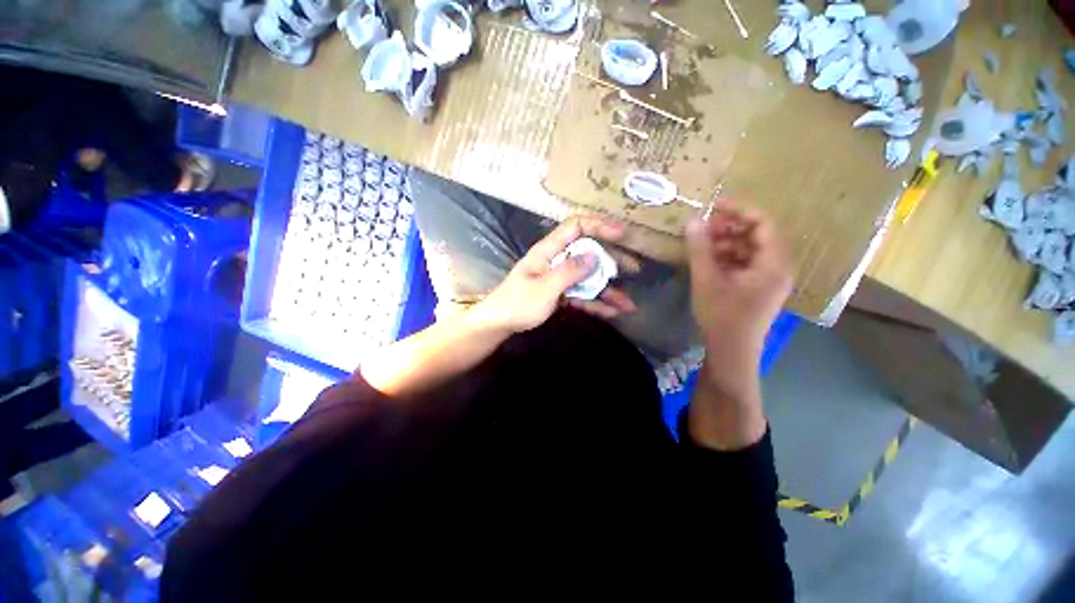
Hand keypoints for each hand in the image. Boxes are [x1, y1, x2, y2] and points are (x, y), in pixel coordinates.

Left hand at [475, 216, 638, 333]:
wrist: (497, 324)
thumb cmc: (516, 303)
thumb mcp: (543, 288)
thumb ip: (568, 272)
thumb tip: (595, 256)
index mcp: (549, 251)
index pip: (576, 227)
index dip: (599, 225)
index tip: (622, 233)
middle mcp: (556, 261)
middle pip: (588, 253)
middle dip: (612, 261)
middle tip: (634, 269)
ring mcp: (559, 279)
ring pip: (588, 278)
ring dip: (608, 290)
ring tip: (628, 304)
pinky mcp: (559, 294)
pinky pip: (581, 295)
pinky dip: (596, 303)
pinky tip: (612, 312)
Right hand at [686, 205, 792, 360]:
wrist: (731, 352)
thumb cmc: (721, 316)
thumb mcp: (706, 280)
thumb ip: (699, 249)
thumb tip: (693, 220)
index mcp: (773, 263)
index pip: (763, 224)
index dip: (739, 211)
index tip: (714, 206)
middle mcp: (778, 267)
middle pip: (757, 236)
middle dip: (729, 228)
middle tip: (703, 227)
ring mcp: (769, 279)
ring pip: (750, 250)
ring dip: (726, 243)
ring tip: (701, 245)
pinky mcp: (759, 288)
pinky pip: (746, 264)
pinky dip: (727, 258)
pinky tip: (708, 261)